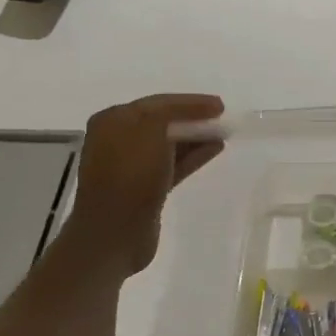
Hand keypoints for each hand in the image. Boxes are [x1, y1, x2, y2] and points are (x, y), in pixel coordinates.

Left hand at [59, 94, 224, 275]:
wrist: (114, 233)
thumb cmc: (130, 176)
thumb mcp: (149, 131)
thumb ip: (169, 113)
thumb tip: (190, 112)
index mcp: (113, 121)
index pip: (157, 103)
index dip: (190, 102)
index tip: (220, 105)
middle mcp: (118, 140)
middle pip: (162, 123)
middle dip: (192, 119)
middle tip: (221, 118)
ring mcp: (131, 167)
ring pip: (169, 145)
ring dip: (195, 138)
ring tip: (223, 134)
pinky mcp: (144, 190)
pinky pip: (172, 165)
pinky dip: (192, 156)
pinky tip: (214, 150)